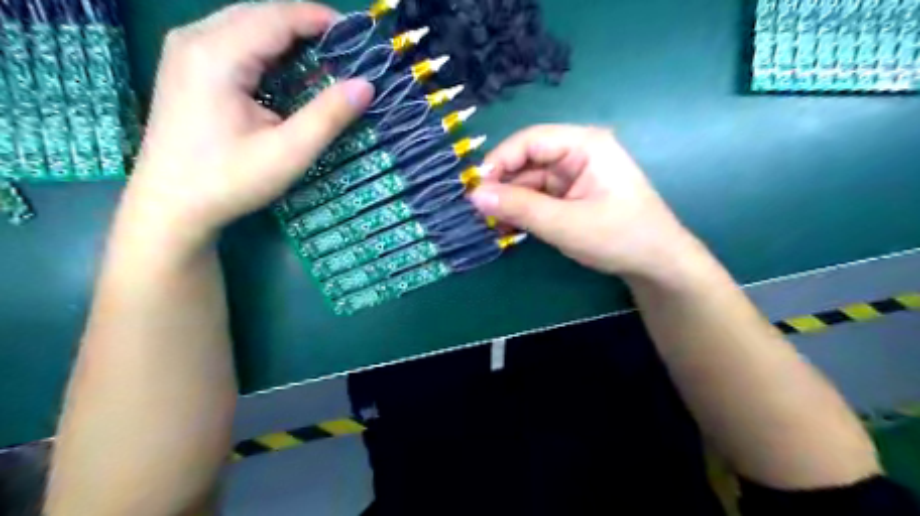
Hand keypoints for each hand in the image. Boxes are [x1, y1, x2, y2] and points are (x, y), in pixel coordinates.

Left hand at [125, 2, 371, 245]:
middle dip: (306, 25)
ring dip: (288, 35)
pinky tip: (289, 69)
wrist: (171, 206)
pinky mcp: (186, 66)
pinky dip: (268, 48)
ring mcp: (185, 50)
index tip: (359, 35)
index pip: (277, 17)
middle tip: (347, 49)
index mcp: (217, 55)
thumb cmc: (229, 181)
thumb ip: (328, 116)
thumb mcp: (288, 153)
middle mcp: (194, 39)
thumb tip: (367, 85)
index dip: (320, 19)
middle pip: (260, 13)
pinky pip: (234, 41)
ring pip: (246, 24)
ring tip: (326, 57)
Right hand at [475, 125, 697, 277]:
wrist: (656, 264)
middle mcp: (577, 153)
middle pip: (528, 160)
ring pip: (529, 181)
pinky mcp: (571, 195)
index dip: (499, 161)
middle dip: (503, 185)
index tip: (475, 188)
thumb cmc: (619, 237)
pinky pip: (538, 196)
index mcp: (585, 145)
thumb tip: (474, 195)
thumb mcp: (565, 224)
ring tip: (491, 224)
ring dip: (509, 202)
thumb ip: (519, 208)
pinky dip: (522, 210)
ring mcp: (574, 175)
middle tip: (480, 212)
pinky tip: (507, 227)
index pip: (530, 140)